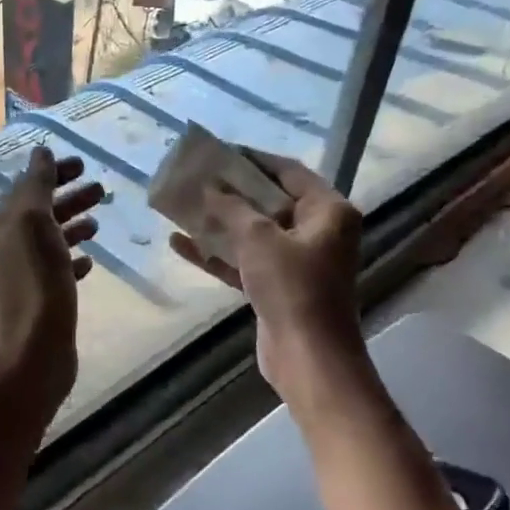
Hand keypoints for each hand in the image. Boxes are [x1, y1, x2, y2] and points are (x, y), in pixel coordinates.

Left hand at [0, 147, 104, 404]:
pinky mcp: (41, 300)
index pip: (27, 188)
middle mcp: (7, 247)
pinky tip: (91, 260)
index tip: (82, 164)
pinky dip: (73, 259)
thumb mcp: (34, 223)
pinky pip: (57, 270)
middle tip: (100, 189)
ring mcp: (23, 275)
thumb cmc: (36, 280)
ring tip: (99, 221)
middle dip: (68, 197)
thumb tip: (40, 152)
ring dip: (73, 225)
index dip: (52, 173)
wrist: (33, 349)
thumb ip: (37, 186)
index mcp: (2, 225)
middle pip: (40, 212)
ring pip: (50, 240)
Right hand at [168, 150, 363, 396]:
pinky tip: (180, 244)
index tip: (219, 152)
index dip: (253, 160)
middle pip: (269, 202)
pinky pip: (244, 261)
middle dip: (231, 192)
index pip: (288, 172)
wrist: (308, 358)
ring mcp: (297, 262)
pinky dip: (217, 254)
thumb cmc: (292, 287)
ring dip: (219, 223)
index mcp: (328, 212)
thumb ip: (232, 207)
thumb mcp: (259, 238)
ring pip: (253, 233)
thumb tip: (209, 187)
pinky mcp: (278, 287)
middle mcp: (318, 232)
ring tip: (182, 207)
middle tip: (197, 178)